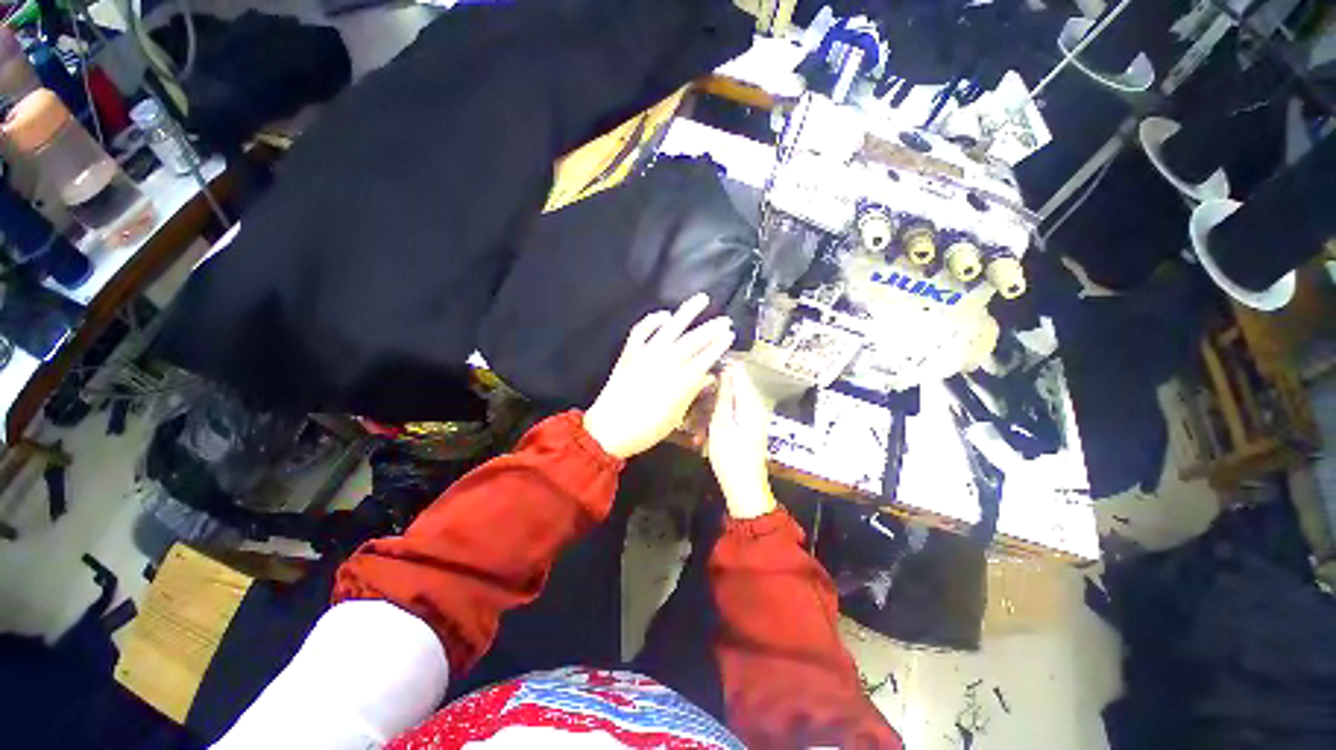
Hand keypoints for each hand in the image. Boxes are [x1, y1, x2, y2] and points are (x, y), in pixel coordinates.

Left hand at [584, 294, 734, 458]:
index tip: (730, 335)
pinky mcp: (630, 352)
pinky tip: (665, 314)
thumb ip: (692, 392)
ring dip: (688, 312)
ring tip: (702, 299)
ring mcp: (647, 353)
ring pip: (671, 327)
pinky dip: (653, 320)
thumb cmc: (647, 428)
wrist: (610, 429)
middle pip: (694, 340)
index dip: (719, 344)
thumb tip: (708, 376)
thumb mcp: (675, 414)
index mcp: (681, 379)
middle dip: (712, 328)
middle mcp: (667, 361)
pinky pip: (642, 330)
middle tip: (725, 320)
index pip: (706, 357)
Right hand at [707, 362, 776, 519]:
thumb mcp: (721, 423)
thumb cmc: (730, 457)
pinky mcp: (747, 427)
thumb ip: (724, 395)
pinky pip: (729, 415)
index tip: (700, 374)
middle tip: (694, 409)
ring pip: (727, 402)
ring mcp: (751, 417)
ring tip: (697, 430)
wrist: (744, 488)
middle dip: (711, 395)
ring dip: (710, 412)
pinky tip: (704, 437)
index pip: (738, 372)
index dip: (719, 369)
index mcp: (750, 402)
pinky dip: (716, 422)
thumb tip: (726, 370)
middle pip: (731, 387)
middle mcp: (754, 406)